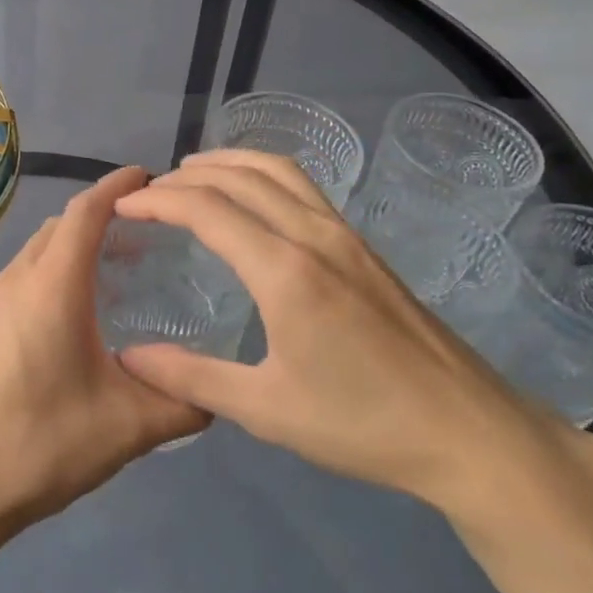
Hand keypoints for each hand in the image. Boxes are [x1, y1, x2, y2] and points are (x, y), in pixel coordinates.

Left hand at [0, 167, 210, 551]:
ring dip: (76, 243)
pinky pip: (26, 273)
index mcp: (53, 286)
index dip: (117, 186)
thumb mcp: (129, 427)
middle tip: (148, 230)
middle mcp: (19, 279)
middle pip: (61, 224)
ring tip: (120, 265)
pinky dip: (56, 268)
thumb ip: (183, 402)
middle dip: (102, 215)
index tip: (149, 177)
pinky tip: (80, 306)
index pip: (86, 211)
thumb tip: (219, 392)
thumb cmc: (44, 443)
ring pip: (40, 248)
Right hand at [113, 151, 569, 516]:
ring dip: (228, 162)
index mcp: (284, 271)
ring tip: (191, 173)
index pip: (207, 209)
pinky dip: (261, 173)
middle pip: (239, 178)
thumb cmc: (363, 424)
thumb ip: (192, 378)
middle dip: (186, 177)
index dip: (158, 201)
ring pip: (277, 170)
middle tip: (148, 192)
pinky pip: (302, 186)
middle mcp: (313, 235)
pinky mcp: (362, 245)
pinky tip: (252, 197)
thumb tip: (130, 357)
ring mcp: (343, 235)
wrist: (469, 431)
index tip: (122, 206)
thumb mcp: (267, 409)